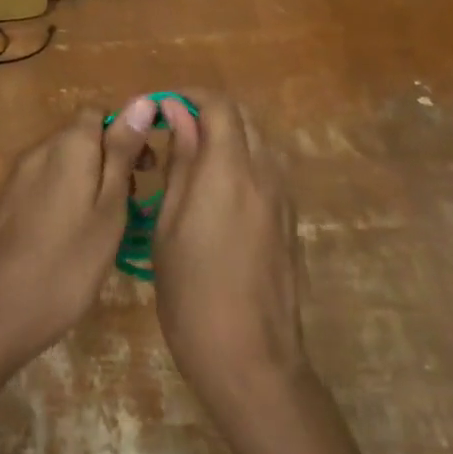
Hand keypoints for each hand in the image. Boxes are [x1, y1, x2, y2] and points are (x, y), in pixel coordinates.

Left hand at [0, 100, 157, 370]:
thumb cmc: (65, 264)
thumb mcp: (108, 209)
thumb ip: (122, 153)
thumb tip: (143, 101)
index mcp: (68, 145)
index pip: (100, 112)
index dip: (127, 131)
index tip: (147, 167)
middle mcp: (40, 150)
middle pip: (82, 136)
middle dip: (112, 158)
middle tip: (133, 202)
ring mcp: (18, 178)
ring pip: (65, 163)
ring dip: (92, 180)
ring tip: (109, 225)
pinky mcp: (6, 204)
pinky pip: (46, 184)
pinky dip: (68, 197)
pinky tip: (75, 237)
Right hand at [152, 92, 308, 419]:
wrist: (251, 358)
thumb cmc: (192, 293)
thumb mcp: (169, 224)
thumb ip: (180, 162)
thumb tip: (177, 113)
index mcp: (230, 169)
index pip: (219, 105)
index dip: (189, 96)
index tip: (162, 108)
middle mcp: (264, 172)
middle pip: (243, 118)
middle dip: (208, 113)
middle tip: (173, 132)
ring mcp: (283, 196)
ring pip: (258, 142)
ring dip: (227, 137)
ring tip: (192, 161)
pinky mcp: (290, 219)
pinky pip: (267, 170)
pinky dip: (242, 161)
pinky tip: (217, 193)